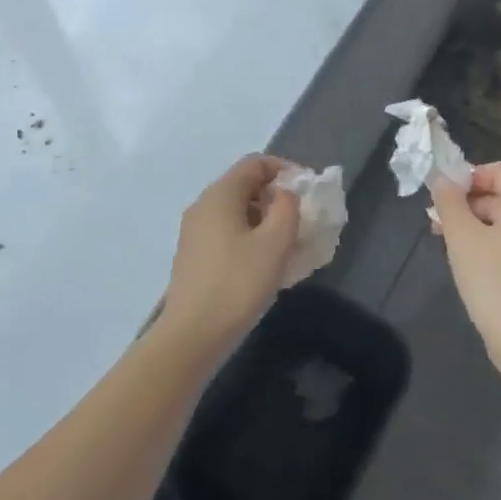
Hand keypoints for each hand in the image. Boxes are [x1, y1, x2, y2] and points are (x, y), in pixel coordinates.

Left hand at [162, 154, 300, 349]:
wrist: (192, 335)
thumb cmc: (238, 283)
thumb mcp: (275, 243)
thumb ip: (287, 208)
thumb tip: (284, 195)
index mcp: (220, 194)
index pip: (255, 163)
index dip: (285, 169)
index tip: (308, 190)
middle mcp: (203, 205)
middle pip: (244, 185)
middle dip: (276, 196)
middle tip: (302, 219)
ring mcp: (194, 232)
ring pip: (236, 211)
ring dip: (264, 219)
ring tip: (288, 243)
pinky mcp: (193, 256)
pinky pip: (226, 232)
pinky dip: (249, 236)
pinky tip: (264, 263)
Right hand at [429, 161, 500, 342]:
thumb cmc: (490, 274)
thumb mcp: (461, 233)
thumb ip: (449, 201)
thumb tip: (442, 179)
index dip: (471, 176)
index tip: (447, 195)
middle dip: (466, 203)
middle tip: (437, 220)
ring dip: (473, 224)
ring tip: (445, 241)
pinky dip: (488, 244)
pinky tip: (466, 261)